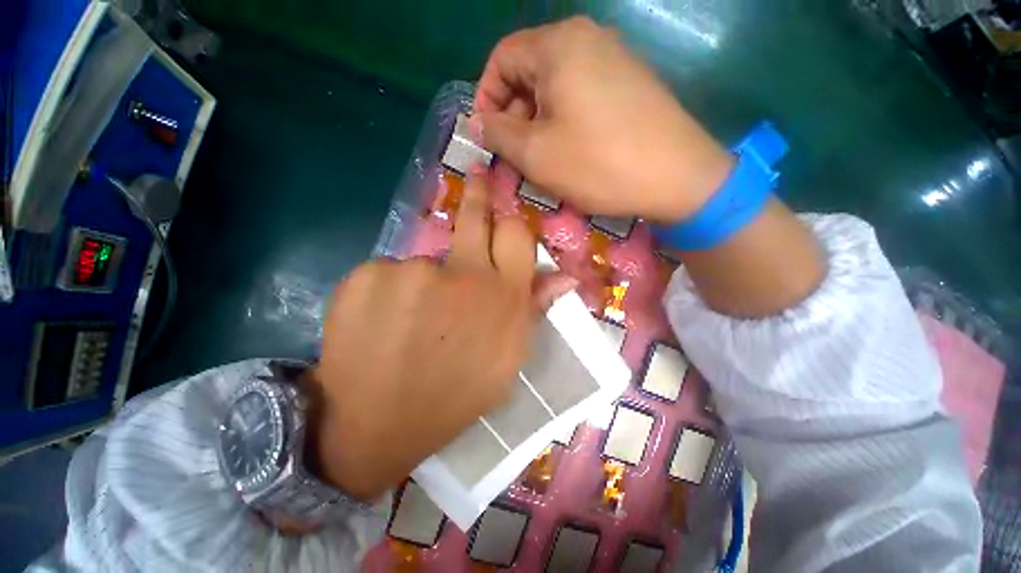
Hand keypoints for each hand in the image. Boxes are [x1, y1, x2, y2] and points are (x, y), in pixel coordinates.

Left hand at [307, 169, 575, 500]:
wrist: (377, 425)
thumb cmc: (454, 395)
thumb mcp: (507, 360)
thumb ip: (532, 310)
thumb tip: (565, 277)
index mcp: (501, 297)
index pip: (516, 234)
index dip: (510, 222)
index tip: (503, 211)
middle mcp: (461, 273)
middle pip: (475, 218)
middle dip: (479, 195)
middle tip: (478, 177)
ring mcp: (410, 271)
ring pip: (426, 259)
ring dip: (426, 280)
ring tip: (413, 322)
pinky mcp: (365, 276)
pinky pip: (388, 273)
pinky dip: (389, 292)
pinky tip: (384, 326)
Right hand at [474, 16, 733, 223]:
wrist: (677, 177)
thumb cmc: (598, 164)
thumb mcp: (535, 153)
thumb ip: (498, 134)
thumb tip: (477, 123)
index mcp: (558, 45)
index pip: (502, 59)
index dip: (486, 97)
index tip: (486, 135)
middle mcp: (587, 39)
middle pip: (530, 72)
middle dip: (513, 115)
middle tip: (513, 156)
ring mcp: (613, 60)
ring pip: (555, 88)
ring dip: (537, 123)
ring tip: (539, 160)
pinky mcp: (628, 84)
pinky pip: (580, 96)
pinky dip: (563, 122)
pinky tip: (567, 152)